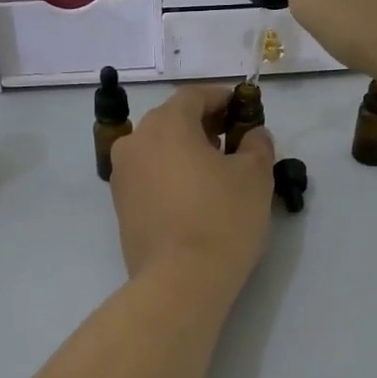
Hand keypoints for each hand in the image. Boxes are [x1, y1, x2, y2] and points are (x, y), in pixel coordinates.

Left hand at [108, 86, 274, 291]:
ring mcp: (122, 175)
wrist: (179, 281)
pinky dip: (171, 175)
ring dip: (186, 151)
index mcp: (165, 124)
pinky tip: (194, 195)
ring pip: (158, 149)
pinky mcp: (120, 206)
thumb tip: (252, 135)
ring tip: (216, 171)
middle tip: (234, 141)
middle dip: (204, 125)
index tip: (243, 110)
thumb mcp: (255, 176)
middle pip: (172, 121)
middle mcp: (135, 142)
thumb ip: (256, 144)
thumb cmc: (222, 218)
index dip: (222, 99)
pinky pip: (149, 176)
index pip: (194, 96)